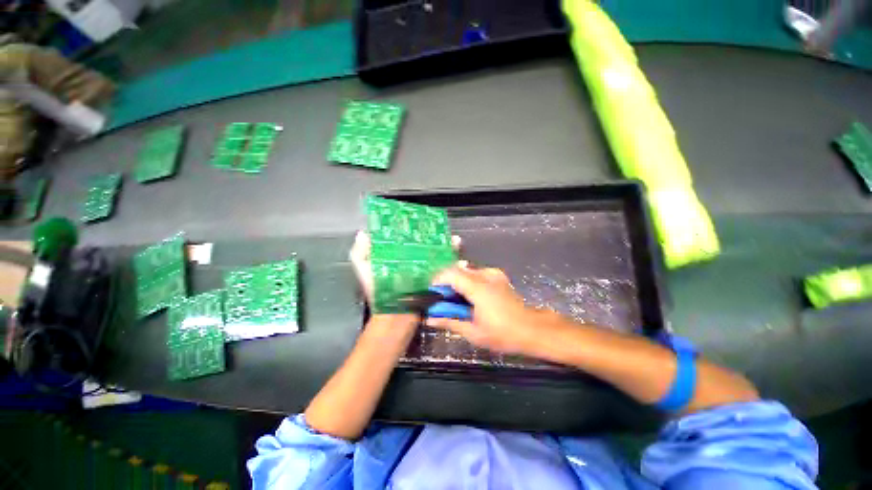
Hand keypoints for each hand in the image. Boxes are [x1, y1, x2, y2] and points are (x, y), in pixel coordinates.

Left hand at [349, 230, 462, 303]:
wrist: (395, 316)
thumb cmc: (379, 292)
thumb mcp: (365, 270)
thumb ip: (360, 253)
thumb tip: (363, 232)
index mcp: (397, 256)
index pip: (406, 238)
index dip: (412, 228)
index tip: (421, 219)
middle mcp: (412, 260)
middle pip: (425, 244)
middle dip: (435, 236)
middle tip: (443, 230)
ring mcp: (424, 270)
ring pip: (438, 254)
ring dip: (447, 247)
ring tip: (455, 241)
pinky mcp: (433, 280)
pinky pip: (445, 269)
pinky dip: (453, 264)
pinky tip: (460, 259)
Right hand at [426, 266, 540, 354]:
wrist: (532, 329)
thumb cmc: (503, 334)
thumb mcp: (473, 332)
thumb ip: (449, 322)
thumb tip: (429, 319)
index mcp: (478, 287)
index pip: (450, 274)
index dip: (437, 281)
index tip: (431, 294)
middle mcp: (485, 275)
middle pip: (457, 271)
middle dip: (446, 284)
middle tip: (443, 301)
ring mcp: (493, 274)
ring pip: (466, 271)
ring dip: (457, 283)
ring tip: (456, 301)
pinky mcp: (498, 276)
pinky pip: (476, 274)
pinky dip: (468, 282)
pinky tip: (471, 297)